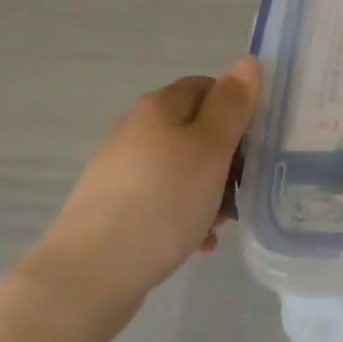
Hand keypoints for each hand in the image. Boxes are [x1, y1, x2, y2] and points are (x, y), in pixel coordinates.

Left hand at [18, 57, 260, 339]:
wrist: (86, 279)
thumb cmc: (161, 202)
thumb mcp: (211, 148)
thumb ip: (232, 104)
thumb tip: (246, 62)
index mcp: (159, 106)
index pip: (209, 87)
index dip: (237, 109)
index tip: (256, 144)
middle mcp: (136, 130)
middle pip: (196, 130)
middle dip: (226, 158)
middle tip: (243, 189)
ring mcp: (120, 171)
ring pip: (181, 168)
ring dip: (208, 190)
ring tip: (222, 224)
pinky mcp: (111, 210)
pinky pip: (161, 200)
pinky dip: (183, 214)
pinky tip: (197, 243)